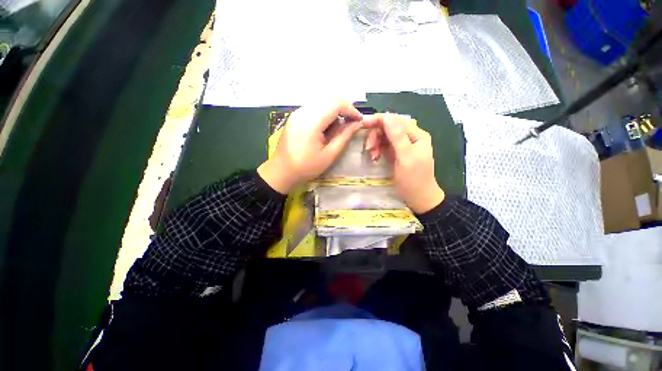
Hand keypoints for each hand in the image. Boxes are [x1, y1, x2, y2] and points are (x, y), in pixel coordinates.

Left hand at [258, 101, 362, 193]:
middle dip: (344, 108)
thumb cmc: (306, 167)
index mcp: (311, 122)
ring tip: (339, 127)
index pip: (336, 103)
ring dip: (335, 110)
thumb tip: (357, 124)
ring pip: (322, 101)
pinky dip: (325, 113)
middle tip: (351, 123)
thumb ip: (344, 137)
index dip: (351, 110)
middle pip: (329, 98)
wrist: (281, 171)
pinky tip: (327, 127)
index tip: (359, 121)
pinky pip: (314, 107)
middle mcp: (303, 112)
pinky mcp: (295, 116)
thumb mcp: (329, 155)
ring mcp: (297, 112)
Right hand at [362, 113, 444, 213]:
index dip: (379, 120)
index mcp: (416, 134)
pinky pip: (383, 146)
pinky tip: (375, 158)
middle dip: (376, 135)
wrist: (418, 197)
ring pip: (384, 137)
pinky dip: (377, 150)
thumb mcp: (406, 156)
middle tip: (368, 148)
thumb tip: (387, 115)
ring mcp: (401, 145)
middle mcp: (409, 137)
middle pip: (388, 127)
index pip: (395, 120)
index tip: (363, 124)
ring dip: (375, 144)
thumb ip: (397, 136)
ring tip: (372, 156)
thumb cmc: (414, 178)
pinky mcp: (395, 153)